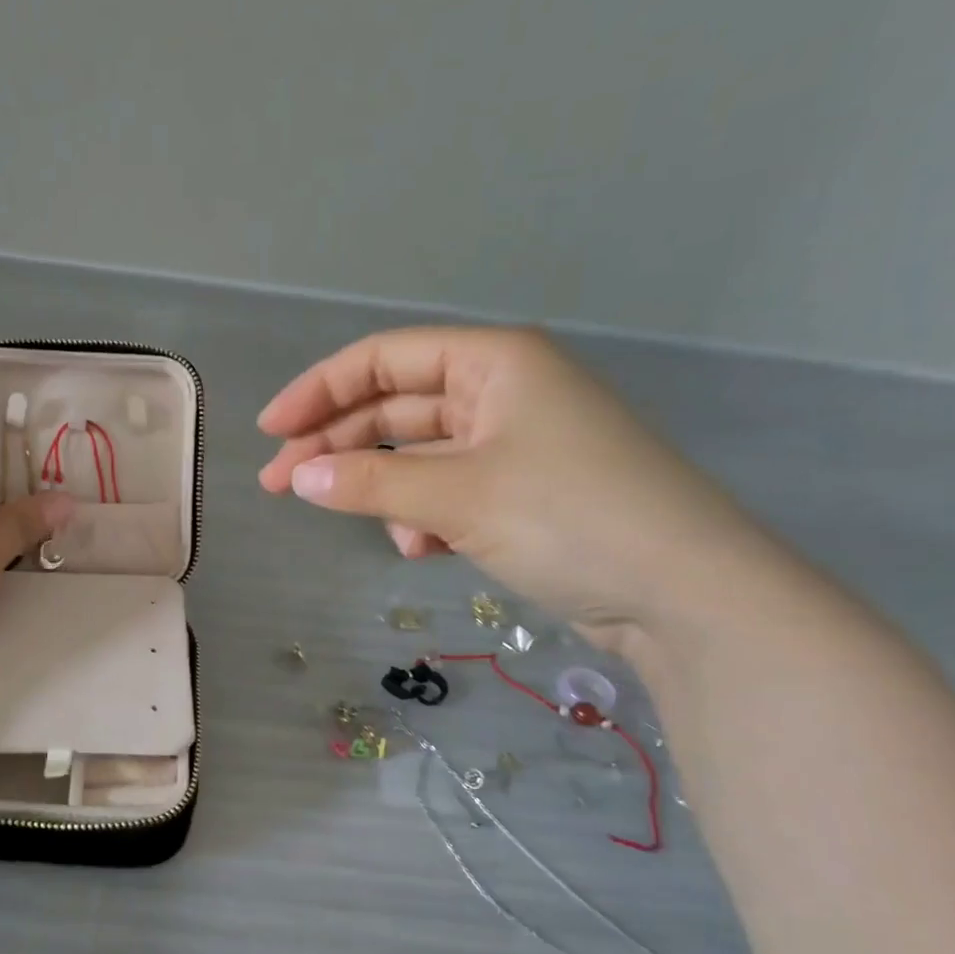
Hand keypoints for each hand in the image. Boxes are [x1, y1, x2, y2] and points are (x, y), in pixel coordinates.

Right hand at [257, 326, 781, 653]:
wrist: (684, 594)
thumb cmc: (570, 517)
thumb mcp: (458, 496)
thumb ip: (370, 485)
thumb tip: (298, 479)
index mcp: (493, 363)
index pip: (383, 360)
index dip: (319, 391)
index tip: (270, 432)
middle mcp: (502, 393)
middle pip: (395, 410)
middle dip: (337, 448)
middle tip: (278, 485)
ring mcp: (514, 445)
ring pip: (419, 458)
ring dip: (388, 494)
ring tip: (388, 534)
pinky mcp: (522, 494)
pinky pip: (448, 493)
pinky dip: (426, 519)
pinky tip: (425, 550)